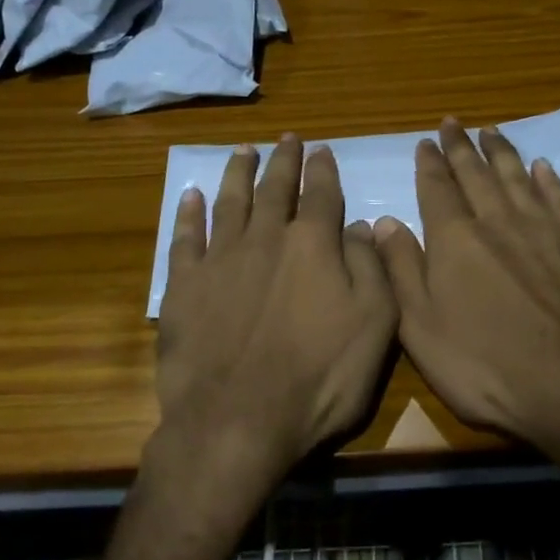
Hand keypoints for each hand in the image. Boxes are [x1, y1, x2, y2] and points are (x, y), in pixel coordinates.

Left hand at [157, 135, 397, 485]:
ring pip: (230, 202)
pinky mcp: (184, 286)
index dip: (323, 170)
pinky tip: (191, 196)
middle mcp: (265, 238)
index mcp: (312, 245)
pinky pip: (185, 238)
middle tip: (286, 138)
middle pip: (275, 189)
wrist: (237, 421)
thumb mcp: (375, 324)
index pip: (321, 194)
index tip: (322, 149)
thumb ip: (370, 267)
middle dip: (283, 160)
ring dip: (238, 173)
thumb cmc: (319, 378)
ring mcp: (220, 259)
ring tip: (243, 151)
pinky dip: (188, 214)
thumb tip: (361, 225)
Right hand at [372, 118, 559, 465]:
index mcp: (456, 240)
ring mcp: (545, 232)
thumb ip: (401, 269)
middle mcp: (499, 223)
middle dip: (462, 147)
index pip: (438, 189)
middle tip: (453, 123)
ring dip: (502, 153)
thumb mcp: (421, 328)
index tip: (426, 141)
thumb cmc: (485, 366)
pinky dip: (549, 181)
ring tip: (491, 131)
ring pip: (518, 179)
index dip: (430, 163)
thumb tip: (384, 222)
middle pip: (477, 175)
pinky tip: (542, 168)